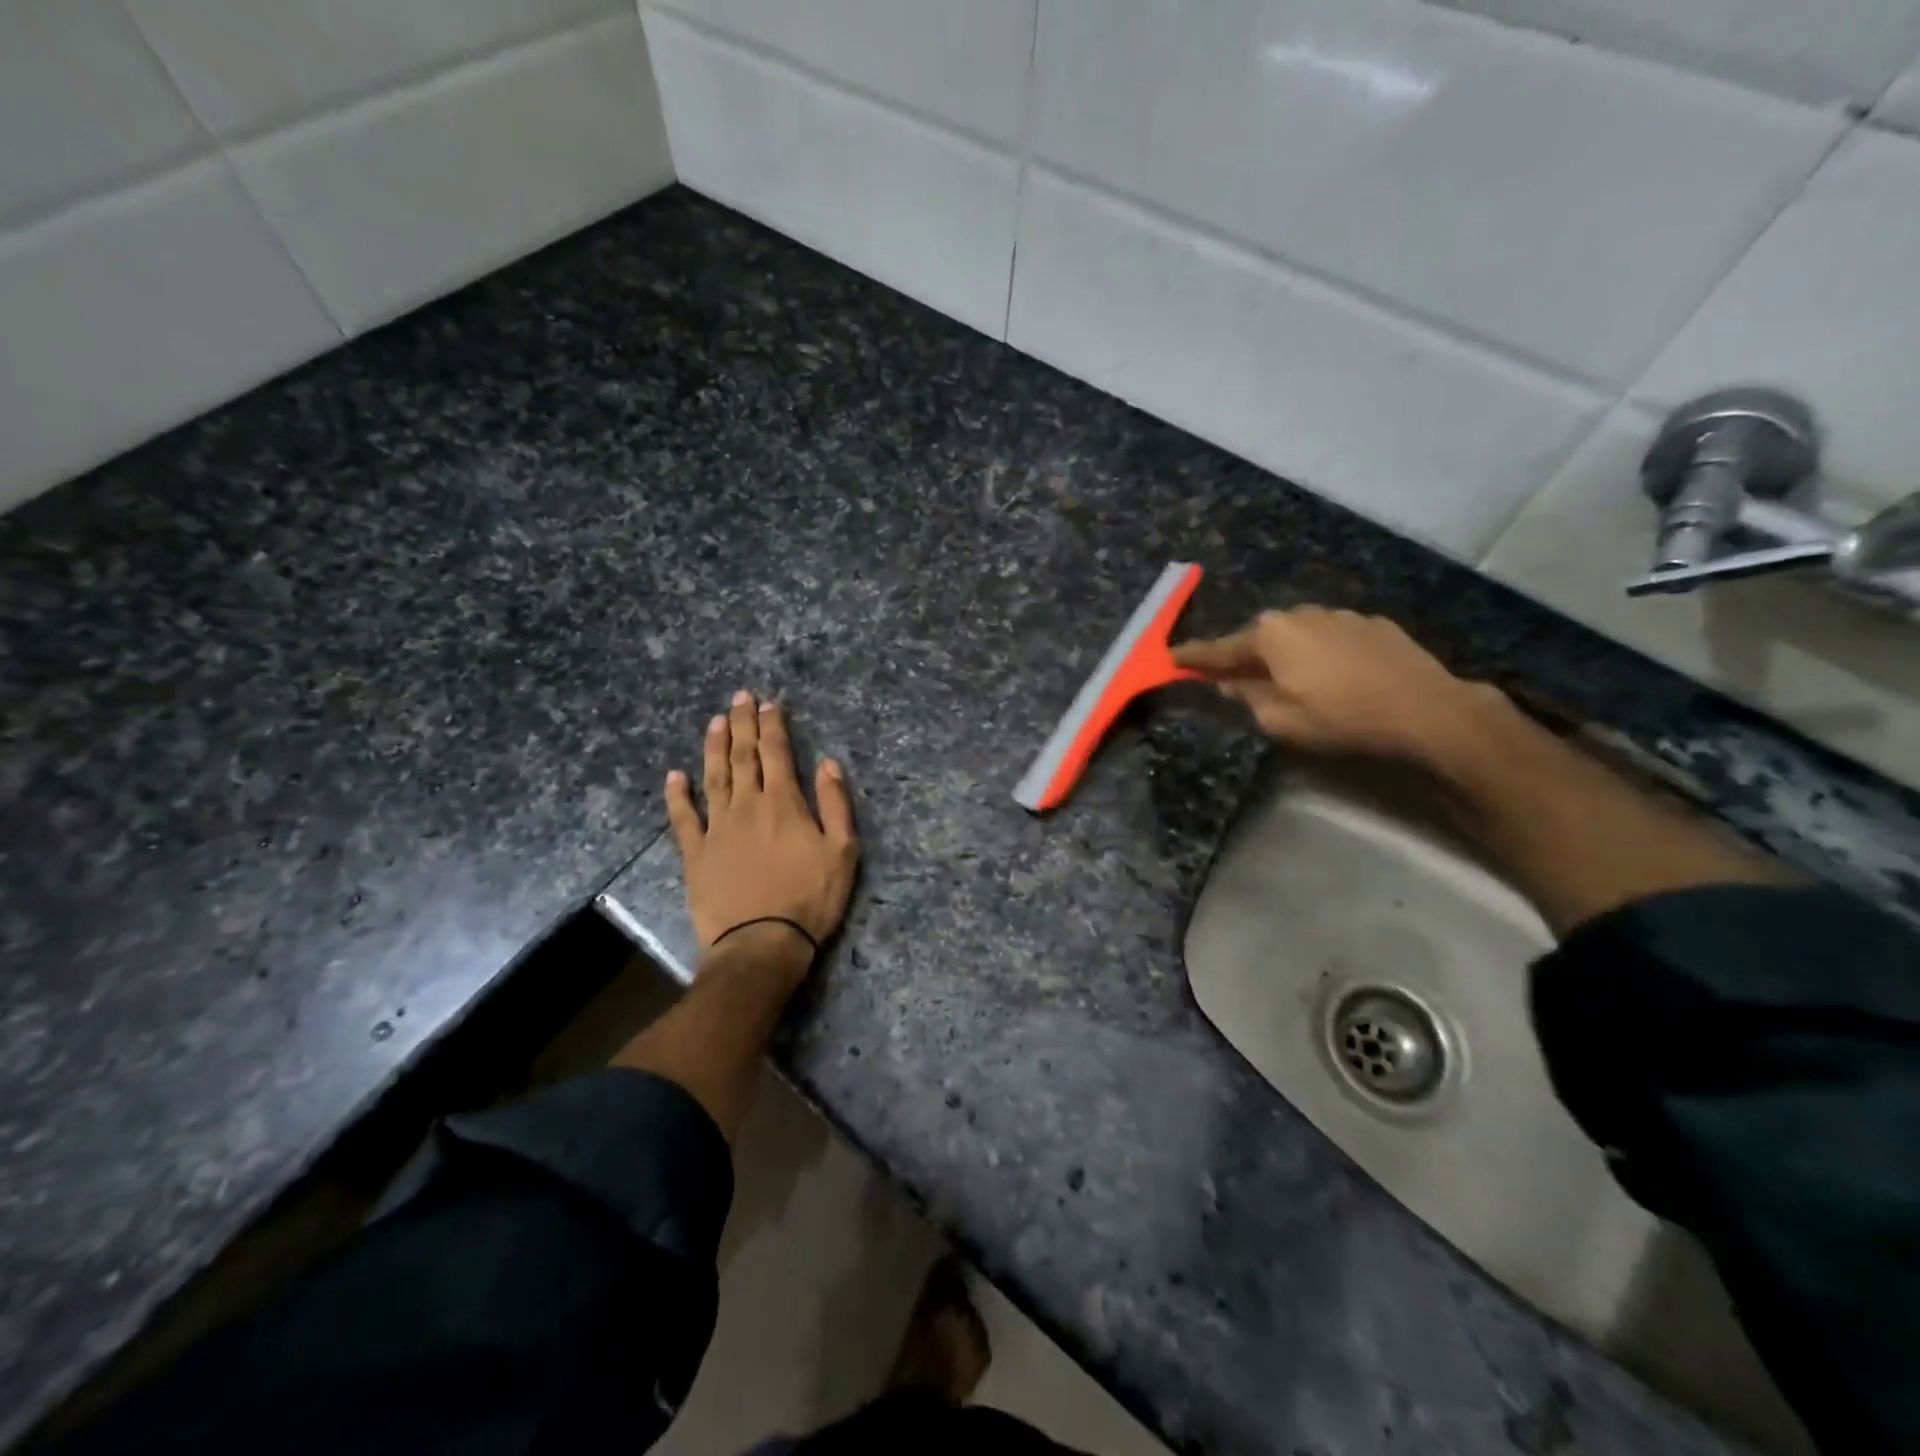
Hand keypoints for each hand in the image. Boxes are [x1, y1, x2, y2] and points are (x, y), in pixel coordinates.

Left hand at [666, 691, 859, 956]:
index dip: (773, 725)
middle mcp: (747, 806)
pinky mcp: (696, 854)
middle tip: (740, 697)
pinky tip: (674, 776)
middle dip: (743, 724)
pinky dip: (678, 796)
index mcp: (784, 803)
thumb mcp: (842, 852)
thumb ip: (836, 804)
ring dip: (714, 747)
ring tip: (715, 721)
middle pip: (744, 756)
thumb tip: (828, 763)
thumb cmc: (810, 899)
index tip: (769, 703)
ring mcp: (717, 828)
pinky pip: (683, 818)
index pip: (777, 753)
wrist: (761, 944)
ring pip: (714, 777)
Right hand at [1172, 607, 1501, 764]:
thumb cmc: (1342, 718)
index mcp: (1271, 636)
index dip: (1193, 657)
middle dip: (1243, 654)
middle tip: (1230, 675)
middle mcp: (1300, 614)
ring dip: (1283, 652)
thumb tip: (1227, 682)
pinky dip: (1318, 651)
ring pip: (1296, 633)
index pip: (1220, 648)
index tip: (1170, 657)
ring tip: (1284, 676)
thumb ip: (1247, 697)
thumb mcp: (1281, 720)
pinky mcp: (1372, 623)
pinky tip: (1330, 672)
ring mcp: (1340, 614)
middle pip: (1259, 636)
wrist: (1427, 710)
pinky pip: (1329, 636)